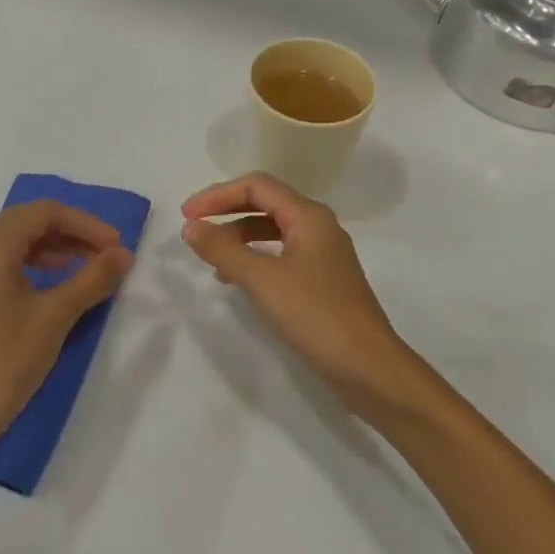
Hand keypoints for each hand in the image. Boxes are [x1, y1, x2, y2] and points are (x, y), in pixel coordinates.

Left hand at [0, 200, 133, 467]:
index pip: (44, 212)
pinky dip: (31, 270)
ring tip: (86, 270)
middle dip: (71, 234)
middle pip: (26, 224)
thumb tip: (123, 254)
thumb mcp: (54, 318)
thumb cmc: (1, 363)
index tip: (116, 247)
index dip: (86, 223)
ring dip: (52, 251)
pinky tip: (51, 292)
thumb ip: (92, 279)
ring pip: (12, 247)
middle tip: (107, 256)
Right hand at [181, 173, 422, 426]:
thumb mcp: (262, 279)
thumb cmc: (315, 315)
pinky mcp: (323, 282)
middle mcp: (319, 227)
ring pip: (274, 231)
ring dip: (240, 237)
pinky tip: (238, 280)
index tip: (187, 214)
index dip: (218, 194)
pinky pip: (282, 256)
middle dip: (228, 212)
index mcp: (309, 216)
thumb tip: (191, 226)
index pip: (258, 186)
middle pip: (267, 204)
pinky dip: (256, 259)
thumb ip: (223, 250)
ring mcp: (323, 256)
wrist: (367, 366)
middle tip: (194, 228)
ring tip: (211, 258)